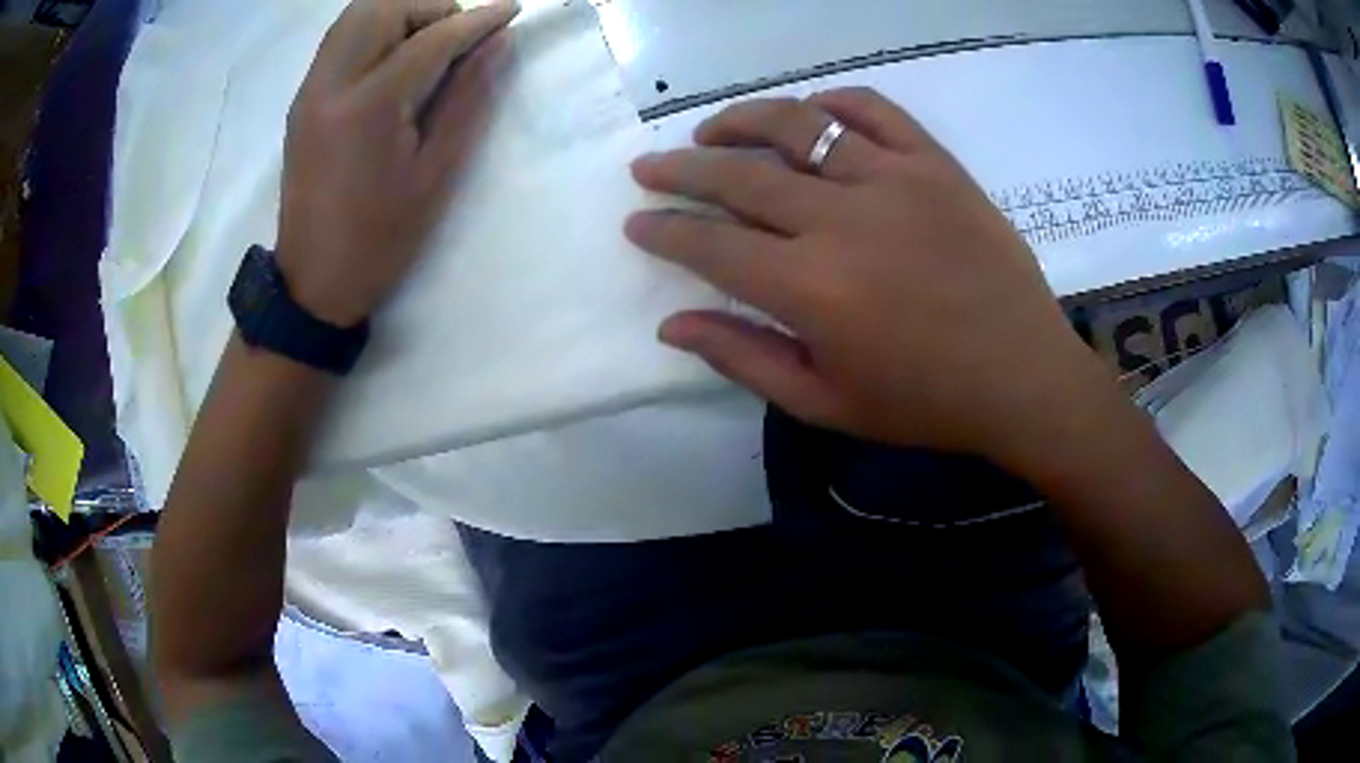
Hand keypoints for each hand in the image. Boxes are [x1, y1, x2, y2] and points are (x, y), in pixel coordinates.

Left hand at [276, 0, 518, 326]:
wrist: (315, 281)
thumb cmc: (381, 238)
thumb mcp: (436, 174)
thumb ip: (468, 98)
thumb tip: (496, 43)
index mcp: (368, 108)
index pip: (430, 39)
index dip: (476, 20)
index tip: (510, 11)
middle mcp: (330, 85)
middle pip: (382, 8)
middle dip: (430, 8)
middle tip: (457, 37)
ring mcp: (310, 91)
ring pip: (356, 16)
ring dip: (400, 14)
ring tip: (428, 44)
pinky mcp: (302, 100)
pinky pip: (340, 40)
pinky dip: (374, 31)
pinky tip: (394, 59)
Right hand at [627, 88, 1108, 461]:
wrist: (1023, 378)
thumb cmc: (924, 403)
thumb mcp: (825, 403)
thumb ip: (743, 358)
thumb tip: (672, 325)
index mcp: (809, 288)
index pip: (710, 245)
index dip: (665, 231)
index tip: (637, 221)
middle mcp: (841, 219)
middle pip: (739, 176)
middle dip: (680, 170)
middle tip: (650, 166)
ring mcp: (894, 180)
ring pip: (798, 125)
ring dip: (742, 121)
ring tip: (713, 131)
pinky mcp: (936, 164)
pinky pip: (875, 110)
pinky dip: (834, 103)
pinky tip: (813, 113)